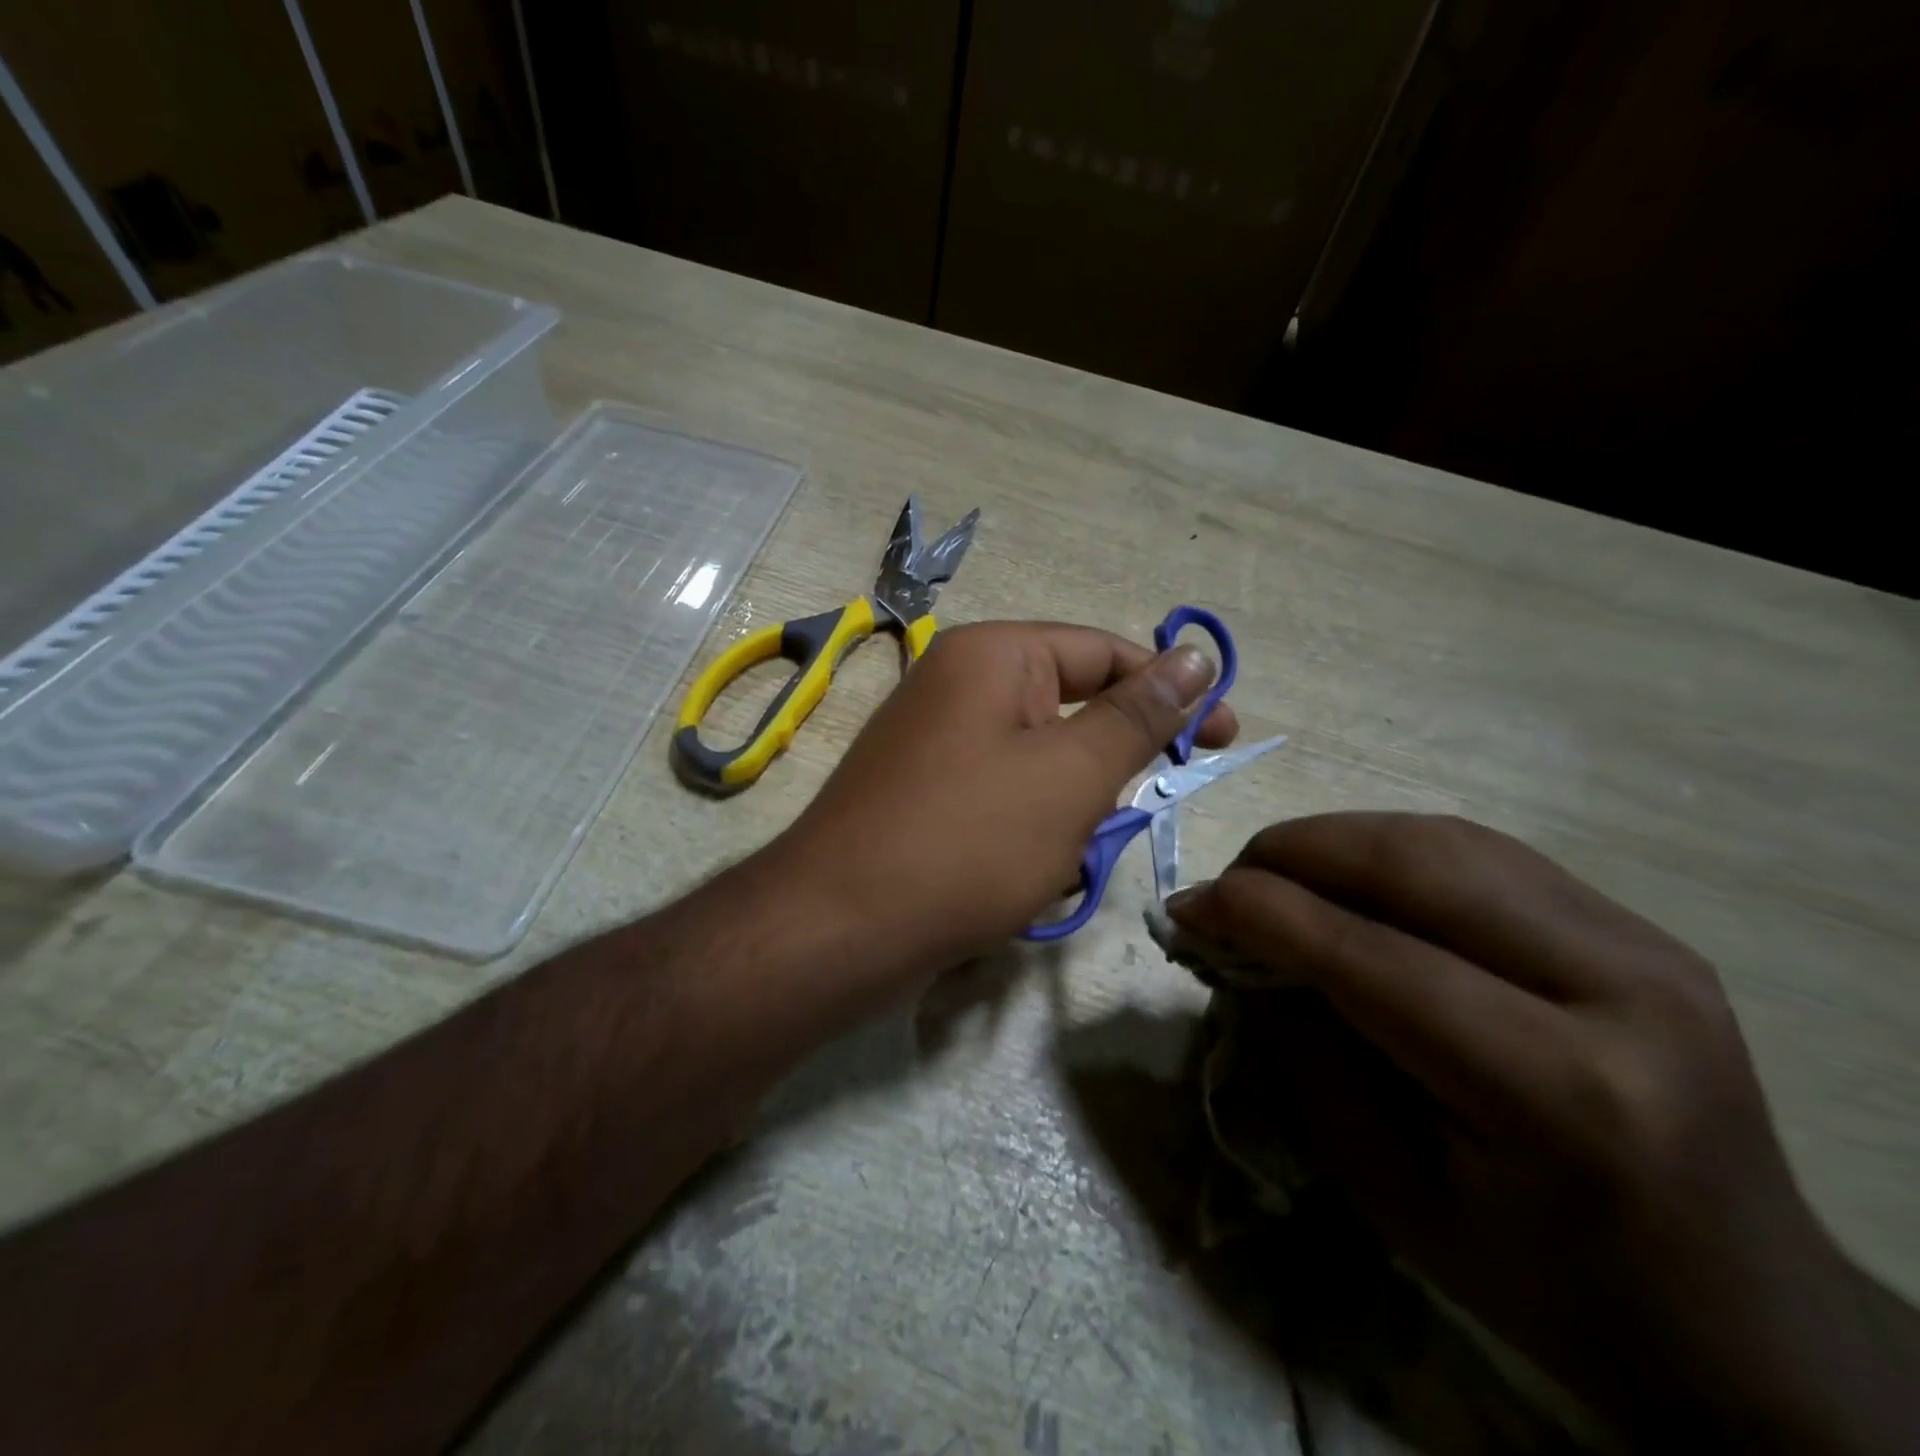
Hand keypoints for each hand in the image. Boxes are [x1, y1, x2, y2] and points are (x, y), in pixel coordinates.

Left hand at [765, 621, 1236, 992]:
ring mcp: (935, 742)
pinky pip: (1002, 799)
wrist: (840, 928)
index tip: (1223, 738)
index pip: (1104, 653)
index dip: (1170, 692)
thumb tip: (1195, 655)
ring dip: (1067, 816)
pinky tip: (1019, 881)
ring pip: (1040, 766)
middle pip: (1070, 712)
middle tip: (1108, 824)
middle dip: (1104, 774)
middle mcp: (958, 685)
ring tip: (1051, 862)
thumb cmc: (969, 841)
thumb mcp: (1072, 776)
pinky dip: (1027, 835)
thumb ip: (1138, 715)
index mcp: (993, 656)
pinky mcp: (924, 794)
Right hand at [1167, 813, 1919, 1451]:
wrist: (1741, 1316)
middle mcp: (1619, 990)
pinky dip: (1391, 848)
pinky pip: (1483, 851)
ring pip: (1446, 838)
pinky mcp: (1639, 927)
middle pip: (1415, 865)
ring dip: (1336, 841)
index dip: (1260, 913)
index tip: (1186, 907)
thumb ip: (1306, 1052)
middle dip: (1292, 854)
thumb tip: (1241, 949)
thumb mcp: (1390, 1192)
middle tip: (1228, 882)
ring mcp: (1644, 944)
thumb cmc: (1543, 1281)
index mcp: (1561, 1091)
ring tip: (1275, 873)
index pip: (1369, 955)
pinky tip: (1349, 878)